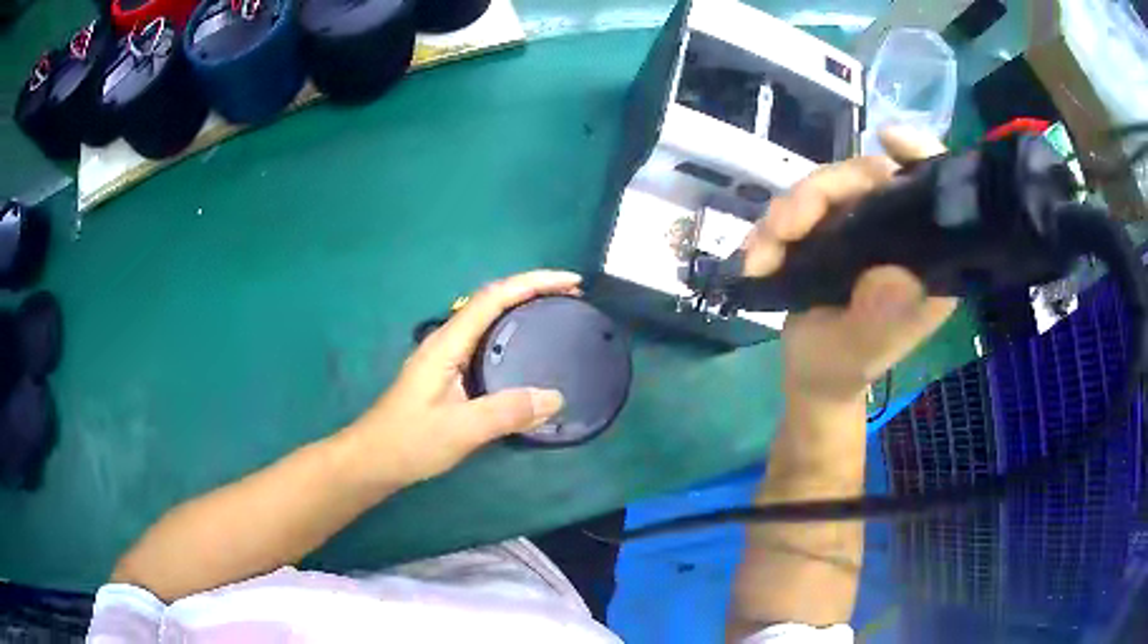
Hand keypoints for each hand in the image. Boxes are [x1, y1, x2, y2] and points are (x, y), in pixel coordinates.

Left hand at [345, 270, 577, 484]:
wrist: (373, 459)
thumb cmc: (410, 441)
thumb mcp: (461, 429)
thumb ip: (506, 412)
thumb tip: (555, 398)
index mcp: (447, 343)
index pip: (493, 298)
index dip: (533, 283)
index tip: (571, 283)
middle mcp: (447, 340)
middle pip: (492, 300)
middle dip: (533, 290)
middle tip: (572, 298)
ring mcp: (445, 356)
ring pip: (488, 319)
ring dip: (522, 308)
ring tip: (557, 314)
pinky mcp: (447, 373)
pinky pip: (485, 340)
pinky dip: (512, 333)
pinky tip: (526, 351)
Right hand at [743, 127, 958, 400]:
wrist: (810, 378)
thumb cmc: (842, 370)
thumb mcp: (860, 352)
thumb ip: (879, 318)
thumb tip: (893, 274)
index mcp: (925, 261)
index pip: (934, 195)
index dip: (918, 157)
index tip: (887, 139)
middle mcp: (899, 235)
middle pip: (866, 179)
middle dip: (818, 194)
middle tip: (781, 229)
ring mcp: (864, 229)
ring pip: (827, 188)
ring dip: (786, 214)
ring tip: (760, 255)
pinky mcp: (832, 231)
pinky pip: (802, 207)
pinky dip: (773, 227)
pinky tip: (756, 256)